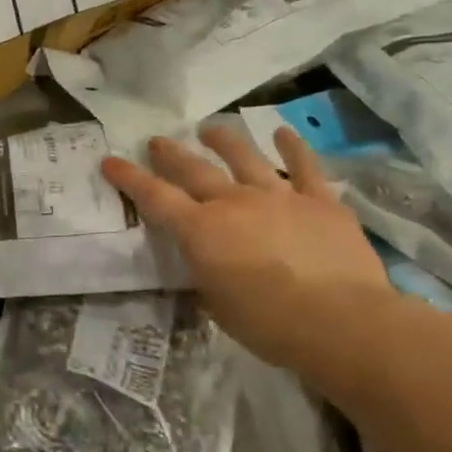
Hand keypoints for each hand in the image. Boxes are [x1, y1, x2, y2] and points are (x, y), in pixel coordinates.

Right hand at [103, 121, 389, 370]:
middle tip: (156, 141)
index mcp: (200, 231)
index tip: (110, 161)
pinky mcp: (321, 202)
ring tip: (210, 128)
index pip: (154, 197)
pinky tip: (282, 133)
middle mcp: (233, 203)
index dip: (129, 178)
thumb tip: (207, 264)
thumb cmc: (267, 324)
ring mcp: (279, 197)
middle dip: (171, 154)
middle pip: (194, 170)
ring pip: (245, 158)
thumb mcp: (216, 304)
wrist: (340, 321)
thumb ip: (206, 274)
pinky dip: (292, 148)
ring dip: (224, 141)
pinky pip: (304, 168)